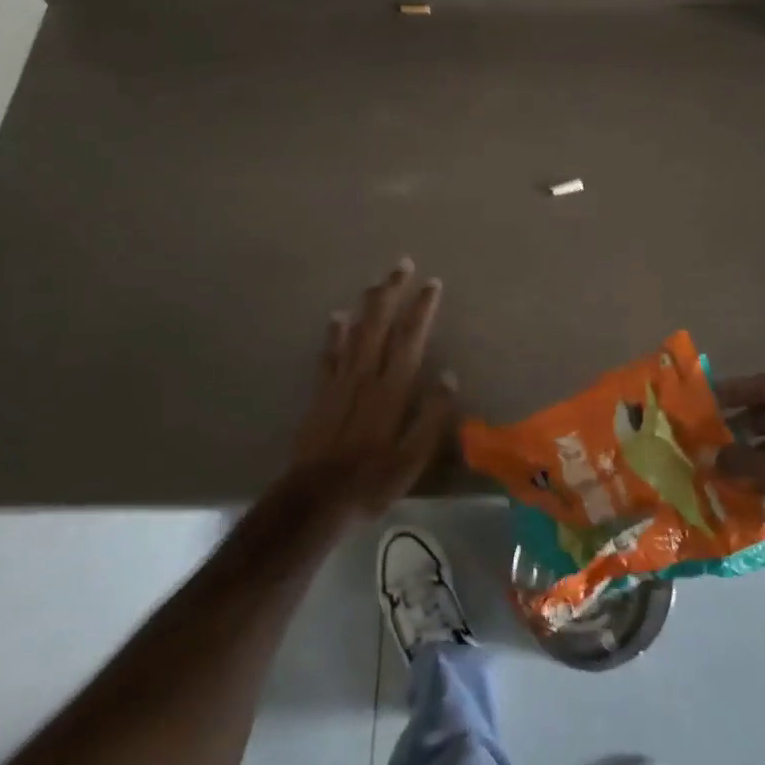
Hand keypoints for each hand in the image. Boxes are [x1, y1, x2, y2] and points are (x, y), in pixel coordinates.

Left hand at [285, 259, 458, 516]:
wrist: (314, 499)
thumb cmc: (371, 481)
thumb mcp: (412, 458)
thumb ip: (432, 416)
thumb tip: (449, 376)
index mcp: (392, 390)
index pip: (410, 339)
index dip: (422, 309)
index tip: (432, 283)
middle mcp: (366, 377)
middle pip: (380, 325)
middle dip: (392, 293)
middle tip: (401, 264)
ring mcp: (340, 383)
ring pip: (355, 333)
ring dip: (367, 305)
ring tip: (376, 282)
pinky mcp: (322, 395)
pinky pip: (329, 354)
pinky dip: (334, 333)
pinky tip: (336, 317)